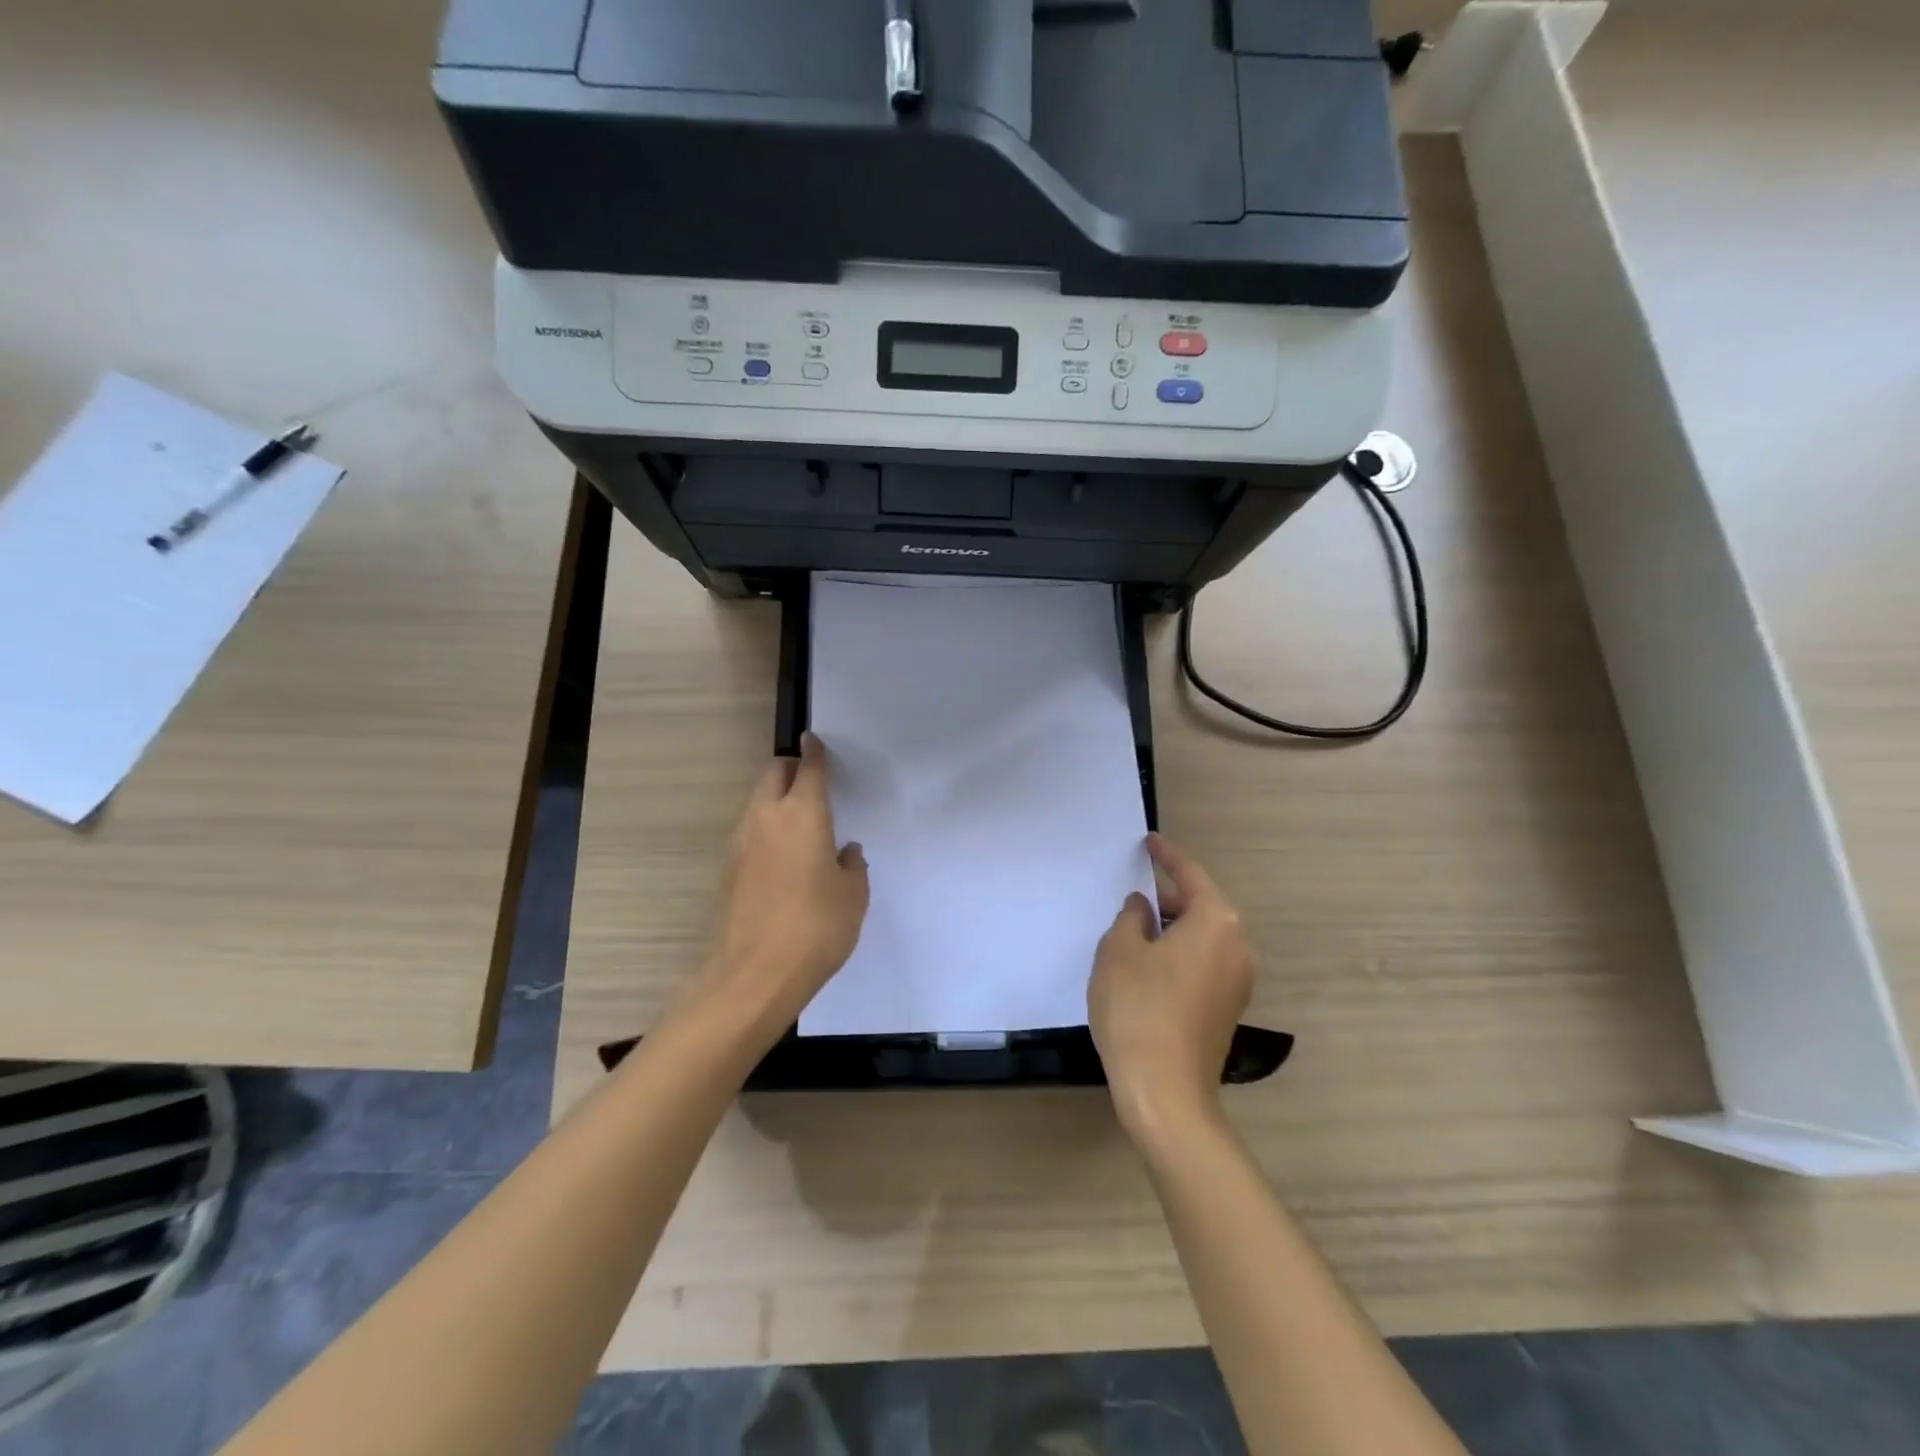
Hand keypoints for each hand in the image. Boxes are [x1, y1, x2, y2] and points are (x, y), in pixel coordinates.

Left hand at [686, 733, 869, 1044]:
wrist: (754, 974)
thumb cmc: (816, 927)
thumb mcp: (853, 896)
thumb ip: (852, 867)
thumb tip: (844, 853)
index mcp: (803, 814)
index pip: (808, 769)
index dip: (814, 752)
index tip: (815, 740)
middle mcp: (766, 818)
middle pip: (774, 775)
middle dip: (791, 768)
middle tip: (812, 779)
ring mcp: (741, 843)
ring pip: (758, 802)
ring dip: (776, 799)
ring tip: (801, 819)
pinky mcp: (729, 869)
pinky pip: (750, 832)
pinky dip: (766, 828)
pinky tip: (785, 855)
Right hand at [1089, 833, 1254, 1140]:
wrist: (1165, 1091)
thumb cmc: (1138, 1008)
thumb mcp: (1119, 950)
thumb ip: (1131, 917)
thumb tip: (1144, 909)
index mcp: (1216, 921)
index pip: (1190, 875)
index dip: (1166, 856)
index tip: (1150, 842)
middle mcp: (1238, 946)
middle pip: (1199, 907)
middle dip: (1166, 899)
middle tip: (1132, 896)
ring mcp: (1238, 981)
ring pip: (1201, 938)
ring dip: (1171, 930)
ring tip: (1133, 933)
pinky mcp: (1229, 1009)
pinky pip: (1203, 964)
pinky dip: (1178, 955)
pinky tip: (1147, 967)